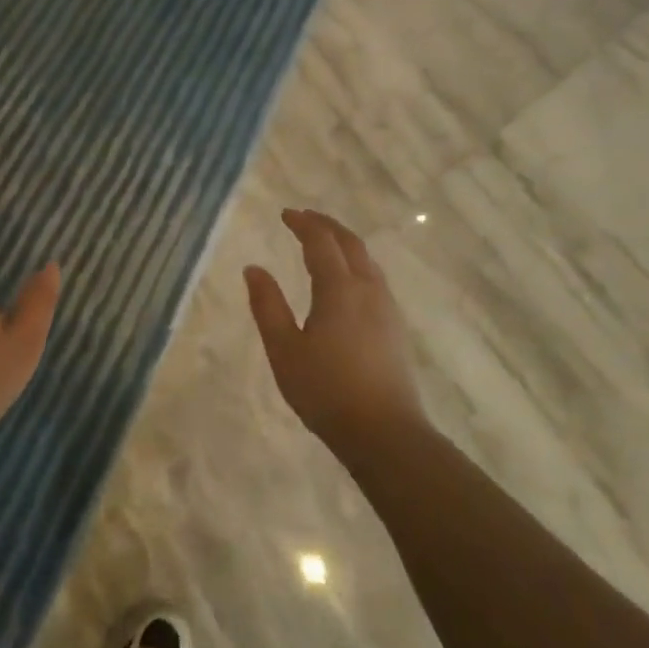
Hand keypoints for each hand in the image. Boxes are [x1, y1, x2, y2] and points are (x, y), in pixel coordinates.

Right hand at [245, 208, 425, 453]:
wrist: (384, 433)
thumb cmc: (325, 390)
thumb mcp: (284, 349)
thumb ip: (267, 306)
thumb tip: (253, 269)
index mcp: (339, 289)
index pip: (321, 243)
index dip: (303, 224)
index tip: (286, 214)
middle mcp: (368, 290)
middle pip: (350, 244)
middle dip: (327, 226)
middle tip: (305, 218)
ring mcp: (387, 309)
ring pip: (367, 261)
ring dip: (345, 244)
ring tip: (325, 243)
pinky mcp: (395, 328)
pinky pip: (375, 279)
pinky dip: (357, 264)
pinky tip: (347, 281)